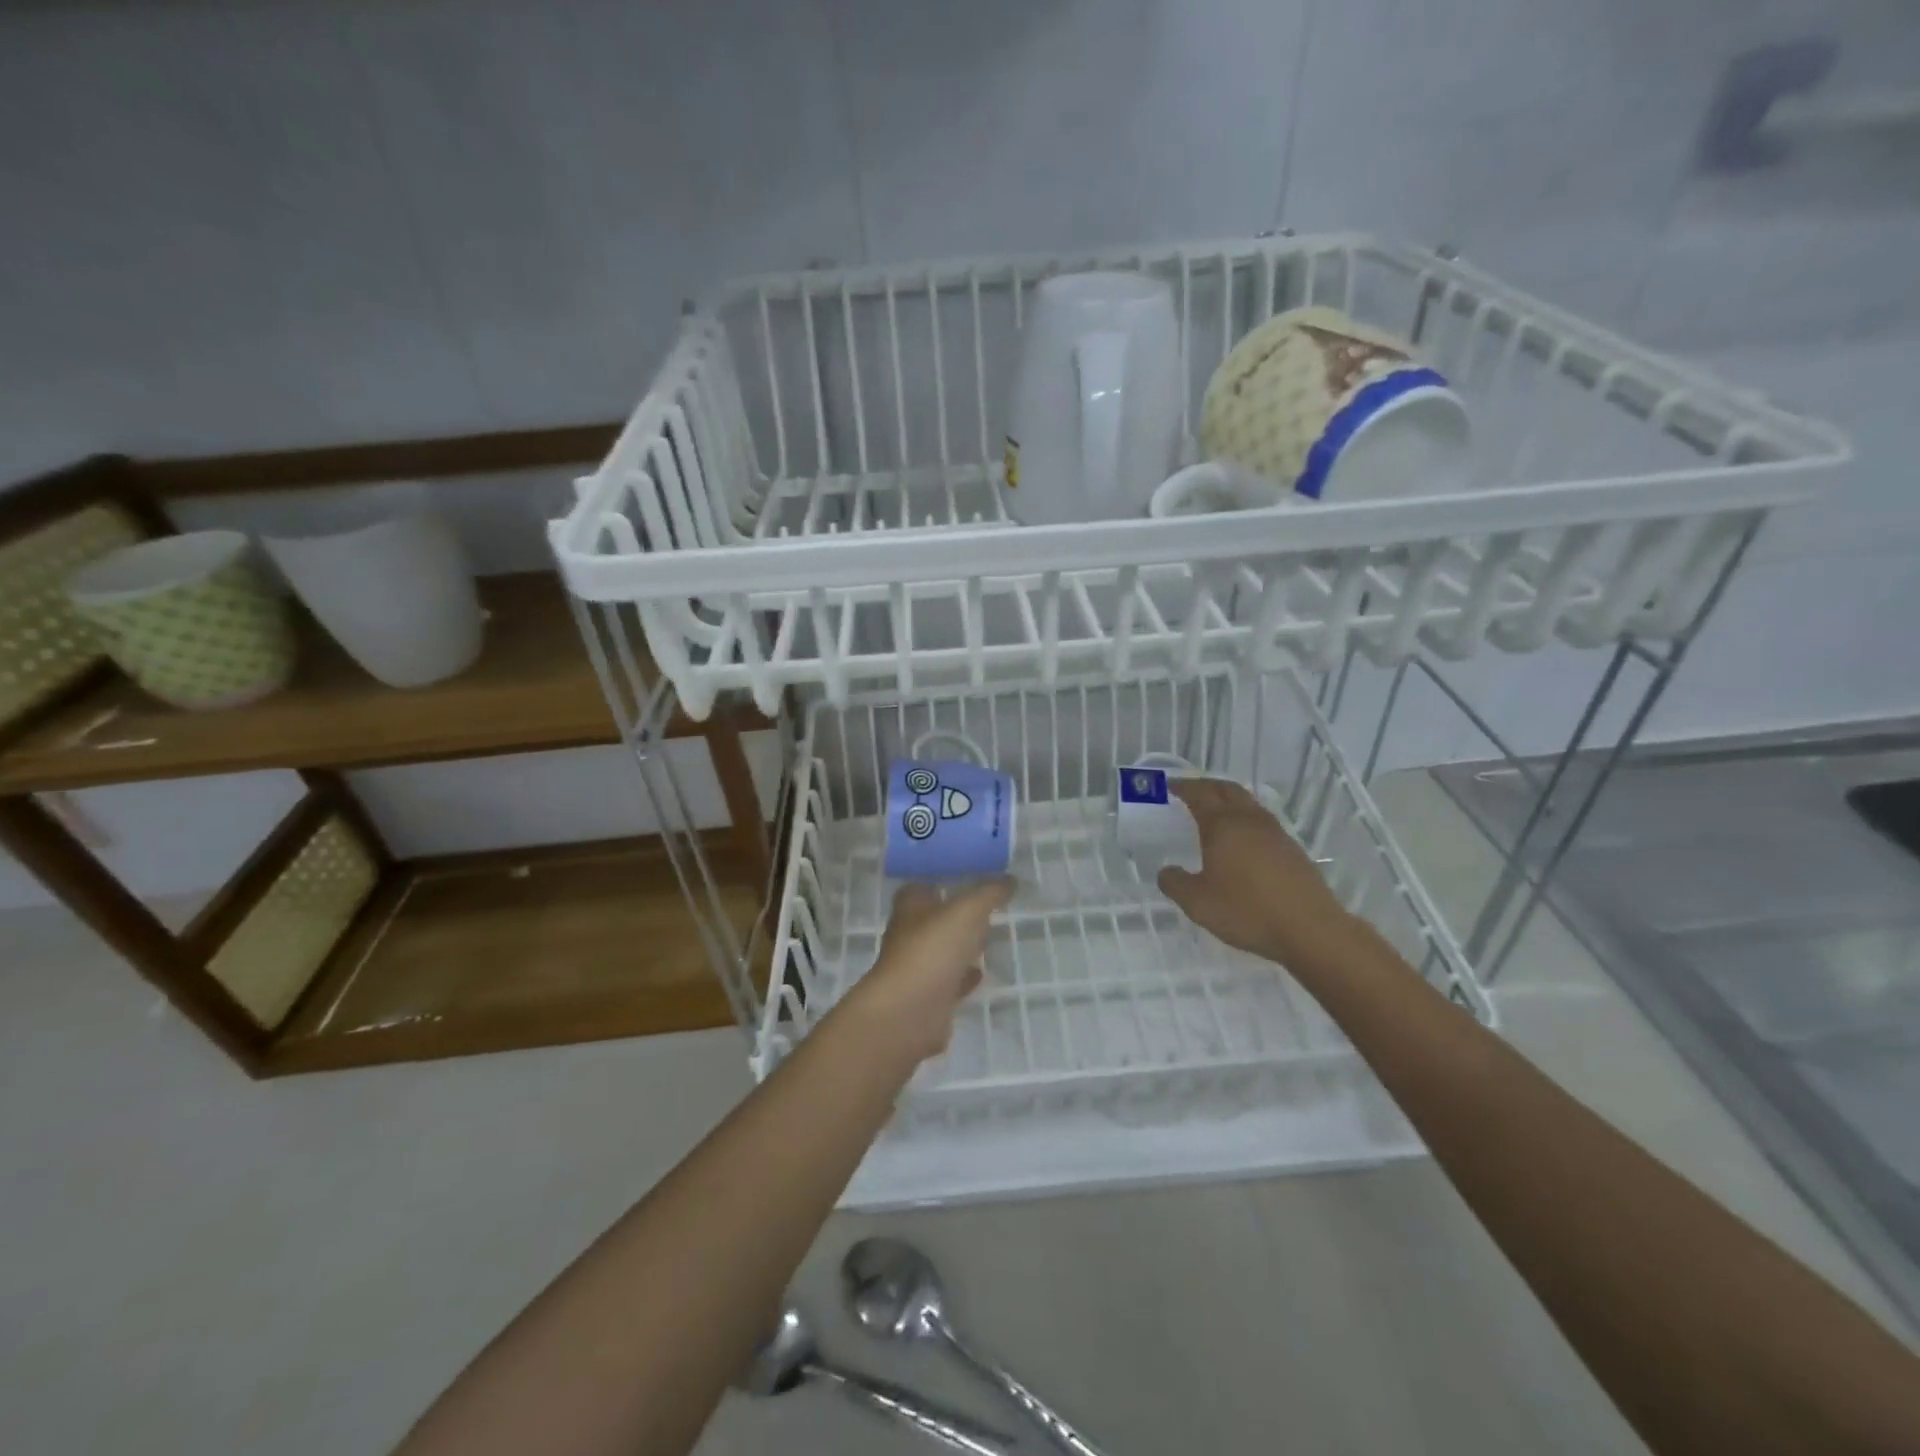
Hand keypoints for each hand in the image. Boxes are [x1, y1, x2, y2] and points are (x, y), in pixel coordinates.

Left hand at [844, 878, 1013, 1062]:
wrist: (909, 1013)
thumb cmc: (932, 950)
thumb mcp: (967, 911)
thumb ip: (989, 893)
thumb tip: (1009, 879)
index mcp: (911, 905)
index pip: (926, 883)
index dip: (946, 878)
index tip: (973, 875)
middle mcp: (909, 933)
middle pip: (936, 917)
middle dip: (959, 913)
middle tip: (988, 907)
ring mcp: (917, 966)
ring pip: (943, 949)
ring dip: (962, 945)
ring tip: (990, 937)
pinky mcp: (928, 997)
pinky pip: (950, 980)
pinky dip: (964, 976)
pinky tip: (981, 973)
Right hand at [1157, 779, 1357, 964]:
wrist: (1310, 929)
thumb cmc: (1247, 910)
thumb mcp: (1198, 903)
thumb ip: (1175, 884)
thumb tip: (1166, 872)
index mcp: (1222, 825)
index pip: (1199, 794)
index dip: (1183, 787)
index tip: (1170, 785)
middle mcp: (1249, 821)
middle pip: (1227, 790)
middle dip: (1207, 786)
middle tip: (1191, 790)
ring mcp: (1275, 833)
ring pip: (1249, 804)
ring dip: (1229, 800)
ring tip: (1216, 812)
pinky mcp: (1292, 850)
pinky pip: (1263, 823)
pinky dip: (1246, 820)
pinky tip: (1243, 840)